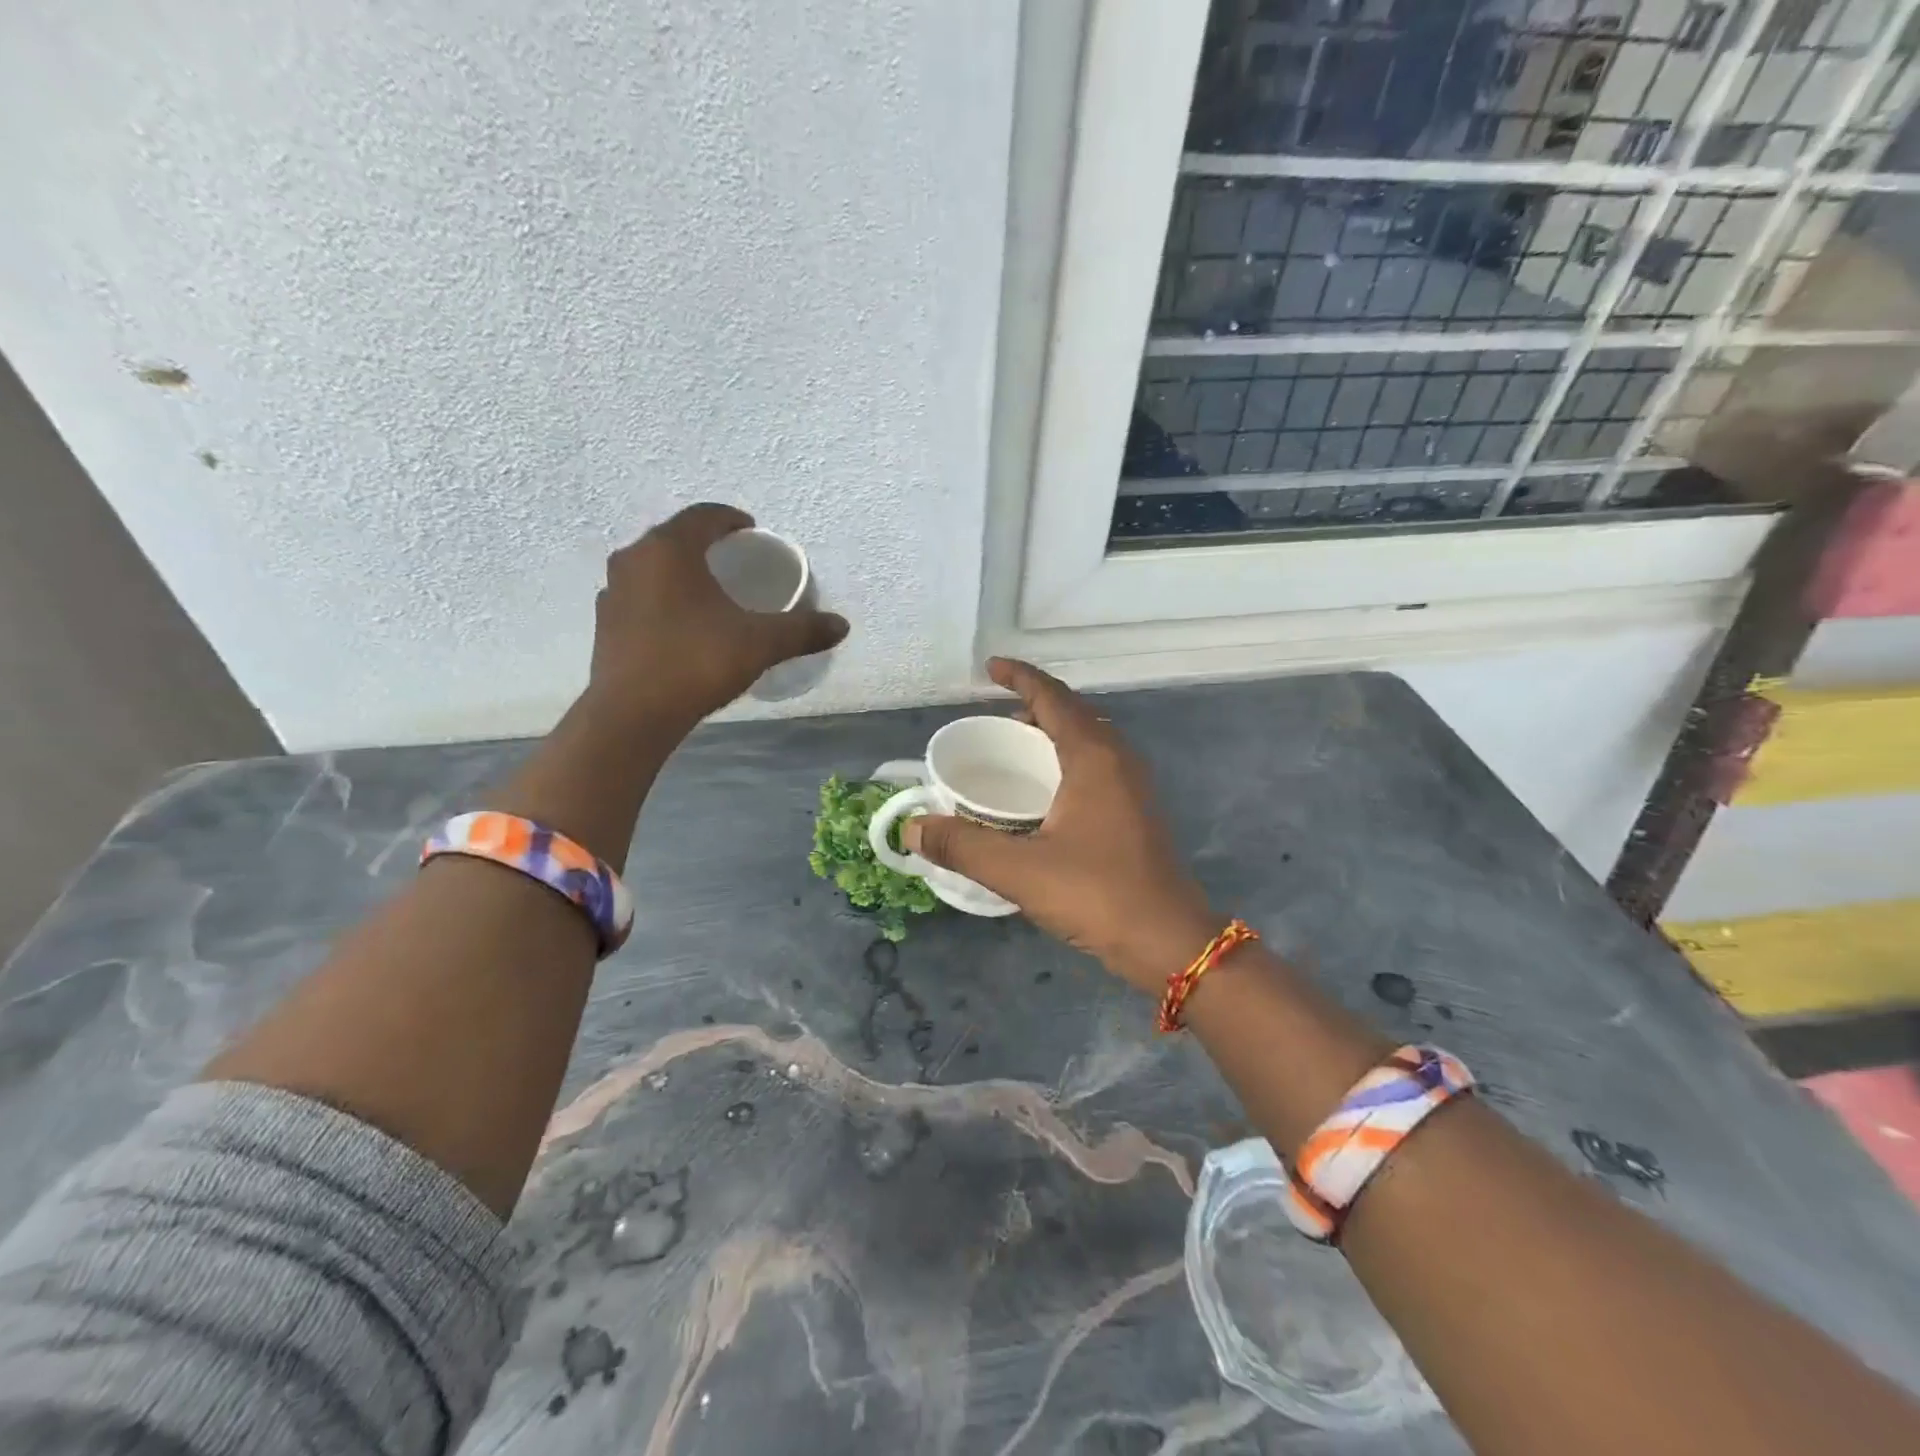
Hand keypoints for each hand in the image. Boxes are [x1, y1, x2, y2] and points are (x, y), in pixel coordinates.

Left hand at [584, 504, 847, 732]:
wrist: (634, 714)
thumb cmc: (697, 661)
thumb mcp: (760, 643)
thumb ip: (802, 630)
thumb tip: (842, 626)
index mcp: (670, 549)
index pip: (703, 516)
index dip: (730, 519)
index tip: (750, 530)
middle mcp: (634, 559)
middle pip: (675, 538)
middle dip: (705, 544)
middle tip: (733, 561)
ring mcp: (613, 591)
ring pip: (653, 567)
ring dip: (680, 572)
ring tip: (708, 592)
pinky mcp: (604, 623)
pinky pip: (640, 596)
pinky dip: (662, 599)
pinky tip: (681, 624)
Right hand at [902, 658, 1217, 993]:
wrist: (1169, 941)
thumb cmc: (1096, 894)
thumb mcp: (1018, 870)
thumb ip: (961, 845)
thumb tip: (912, 828)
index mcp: (1094, 757)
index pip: (1053, 697)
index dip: (1021, 677)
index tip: (991, 668)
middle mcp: (1119, 760)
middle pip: (1074, 713)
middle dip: (1036, 704)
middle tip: (997, 713)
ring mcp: (1134, 786)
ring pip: (1090, 740)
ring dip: (1054, 732)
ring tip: (1017, 746)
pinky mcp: (1138, 812)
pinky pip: (1098, 765)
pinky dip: (1068, 759)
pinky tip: (1047, 792)